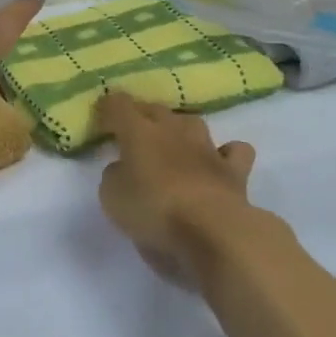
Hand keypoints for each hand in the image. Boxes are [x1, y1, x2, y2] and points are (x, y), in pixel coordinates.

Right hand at [95, 92, 257, 284]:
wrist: (211, 231)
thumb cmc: (153, 211)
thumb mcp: (112, 197)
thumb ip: (114, 176)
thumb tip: (122, 168)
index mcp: (140, 133)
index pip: (119, 105)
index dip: (108, 108)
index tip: (101, 118)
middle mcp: (174, 131)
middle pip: (155, 109)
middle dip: (141, 116)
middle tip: (131, 132)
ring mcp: (207, 148)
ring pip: (192, 122)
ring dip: (179, 129)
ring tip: (172, 143)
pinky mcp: (234, 170)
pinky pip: (233, 150)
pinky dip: (225, 152)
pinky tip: (217, 161)